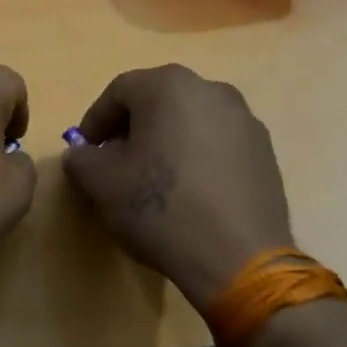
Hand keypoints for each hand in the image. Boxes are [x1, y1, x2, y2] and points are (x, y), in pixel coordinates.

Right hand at [62, 65, 292, 310]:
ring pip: (189, 120)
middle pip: (157, 100)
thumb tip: (82, 154)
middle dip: (131, 128)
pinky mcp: (265, 152)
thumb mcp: (100, 183)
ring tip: (152, 178)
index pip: (118, 92)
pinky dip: (196, 156)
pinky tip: (188, 191)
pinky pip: (217, 143)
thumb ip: (81, 158)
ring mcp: (244, 120)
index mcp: (168, 86)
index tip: (85, 151)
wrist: (239, 260)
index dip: (95, 121)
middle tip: (114, 161)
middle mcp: (211, 90)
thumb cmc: (161, 208)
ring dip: (165, 140)